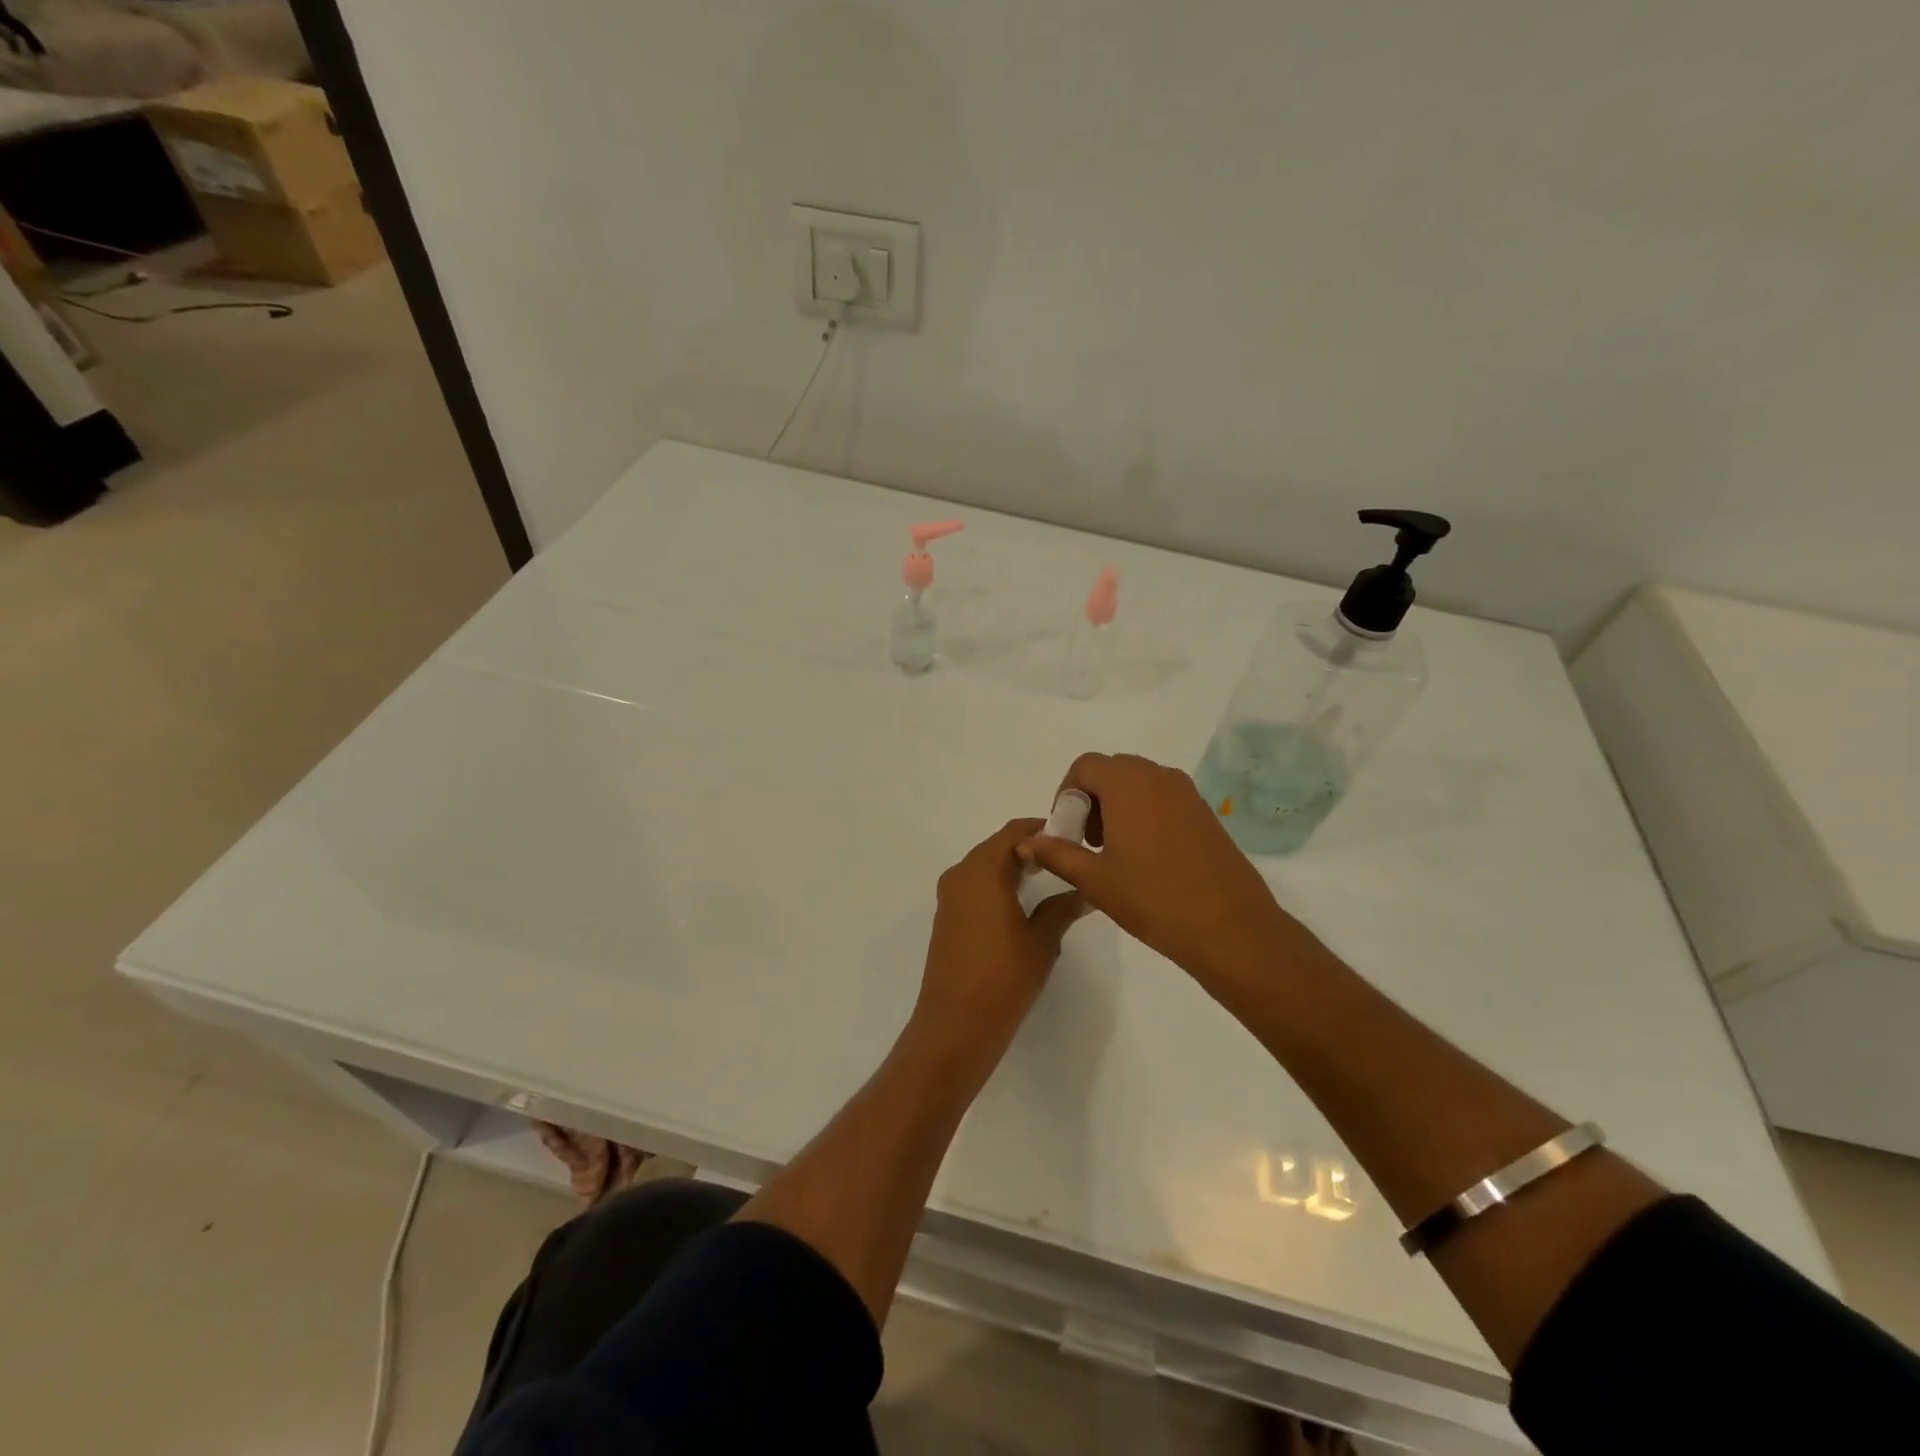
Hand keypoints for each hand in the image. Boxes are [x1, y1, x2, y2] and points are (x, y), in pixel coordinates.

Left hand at [910, 818, 1086, 1066]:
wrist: (955, 1025)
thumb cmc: (1003, 977)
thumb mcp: (1042, 941)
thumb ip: (1063, 908)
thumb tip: (1086, 890)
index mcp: (982, 871)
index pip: (1014, 832)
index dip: (1042, 829)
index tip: (1071, 836)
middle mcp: (960, 875)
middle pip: (997, 846)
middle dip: (1030, 848)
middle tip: (1066, 858)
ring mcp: (949, 898)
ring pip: (985, 867)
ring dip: (1013, 866)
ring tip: (1050, 879)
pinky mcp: (947, 918)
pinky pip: (974, 887)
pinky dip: (998, 885)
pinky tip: (1022, 904)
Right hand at [1017, 753, 1305, 986]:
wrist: (1229, 928)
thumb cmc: (1154, 899)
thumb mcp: (1095, 879)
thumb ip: (1057, 853)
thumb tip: (1026, 842)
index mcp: (1128, 784)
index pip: (1085, 766)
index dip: (1067, 793)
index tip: (1066, 831)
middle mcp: (1159, 777)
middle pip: (1112, 770)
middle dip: (1092, 799)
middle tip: (1087, 842)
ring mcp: (1187, 793)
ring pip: (1139, 783)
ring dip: (1117, 805)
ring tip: (1114, 852)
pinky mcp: (1205, 812)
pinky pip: (1163, 798)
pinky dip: (1144, 813)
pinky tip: (1146, 857)